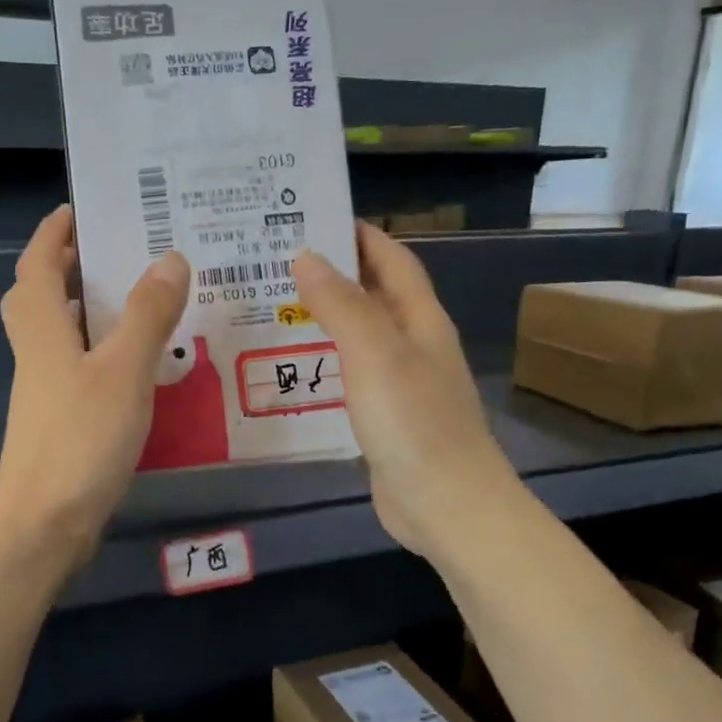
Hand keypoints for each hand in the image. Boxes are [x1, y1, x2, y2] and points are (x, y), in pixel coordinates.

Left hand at [0, 206, 189, 563]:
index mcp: (43, 330)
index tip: (78, 210)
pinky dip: (102, 355)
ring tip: (140, 302)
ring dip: (88, 312)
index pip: (37, 265)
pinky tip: (140, 366)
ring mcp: (45, 392)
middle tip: (113, 254)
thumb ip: (148, 315)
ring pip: (60, 336)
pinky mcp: (59, 423)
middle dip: (67, 269)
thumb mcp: (123, 370)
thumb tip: (170, 258)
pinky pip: (79, 370)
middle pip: (39, 298)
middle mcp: (37, 354)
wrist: (45, 522)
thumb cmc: (81, 439)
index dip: (52, 234)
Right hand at [293, 221, 515, 559]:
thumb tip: (307, 255)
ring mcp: (402, 385)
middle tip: (277, 261)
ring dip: (326, 318)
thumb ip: (341, 304)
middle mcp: (414, 346)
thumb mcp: (375, 354)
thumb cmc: (414, 423)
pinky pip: (352, 377)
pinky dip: (325, 362)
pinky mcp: (386, 419)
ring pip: (360, 337)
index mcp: (421, 321)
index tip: (314, 216)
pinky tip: (294, 368)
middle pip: (375, 296)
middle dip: (335, 273)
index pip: (393, 261)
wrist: (446, 505)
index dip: (361, 235)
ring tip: (275, 306)